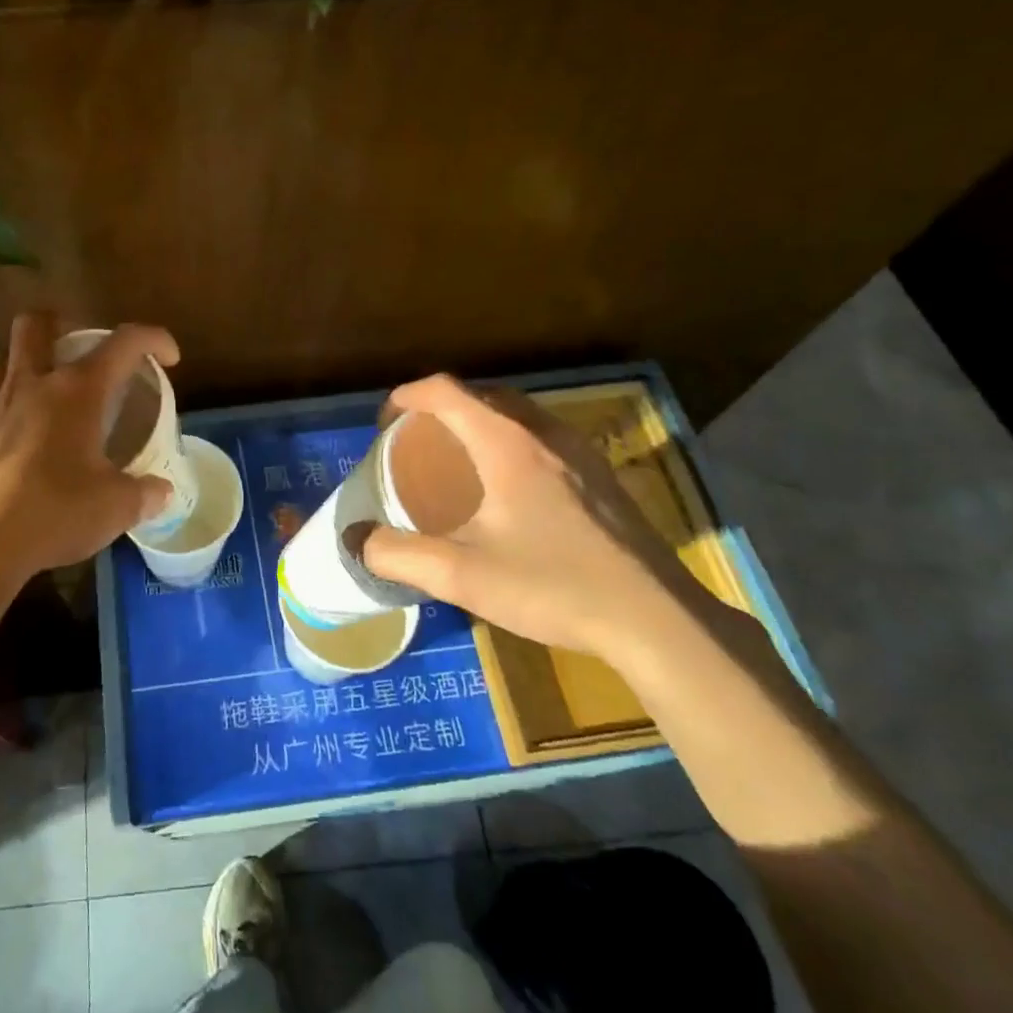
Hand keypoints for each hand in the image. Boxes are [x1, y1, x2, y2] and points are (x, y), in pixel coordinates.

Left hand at [0, 312, 176, 587]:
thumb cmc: (54, 513)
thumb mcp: (116, 508)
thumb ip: (145, 494)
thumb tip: (161, 491)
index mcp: (77, 391)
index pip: (124, 342)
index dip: (153, 339)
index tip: (169, 357)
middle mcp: (31, 385)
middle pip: (36, 323)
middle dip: (63, 324)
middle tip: (82, 351)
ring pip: (0, 356)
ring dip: (23, 360)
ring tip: (43, 387)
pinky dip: (5, 408)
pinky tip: (18, 441)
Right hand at [360, 375, 719, 664]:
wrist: (656, 620)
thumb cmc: (553, 587)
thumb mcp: (462, 577)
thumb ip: (400, 556)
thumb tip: (356, 541)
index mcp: (507, 444)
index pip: (447, 392)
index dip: (408, 396)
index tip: (385, 423)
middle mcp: (545, 434)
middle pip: (483, 394)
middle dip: (442, 406)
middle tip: (418, 439)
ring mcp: (581, 453)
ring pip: (519, 413)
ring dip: (480, 420)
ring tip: (458, 456)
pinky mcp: (603, 477)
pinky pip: (544, 436)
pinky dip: (511, 439)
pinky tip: (510, 487)